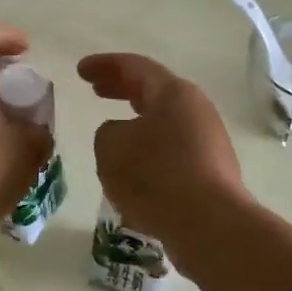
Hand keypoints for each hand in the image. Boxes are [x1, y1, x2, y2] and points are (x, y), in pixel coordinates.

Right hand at [77, 53, 247, 247]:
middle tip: (96, 89)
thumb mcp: (111, 146)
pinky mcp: (211, 172)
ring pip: (164, 123)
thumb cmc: (155, 175)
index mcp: (173, 93)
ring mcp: (208, 142)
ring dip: (137, 124)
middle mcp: (196, 110)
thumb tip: (123, 135)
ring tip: (113, 133)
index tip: (80, 70)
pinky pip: (172, 153)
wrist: (209, 225)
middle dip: (121, 88)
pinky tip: (134, 172)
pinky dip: (149, 152)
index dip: (104, 65)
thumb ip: (108, 132)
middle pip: (153, 91)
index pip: (134, 67)